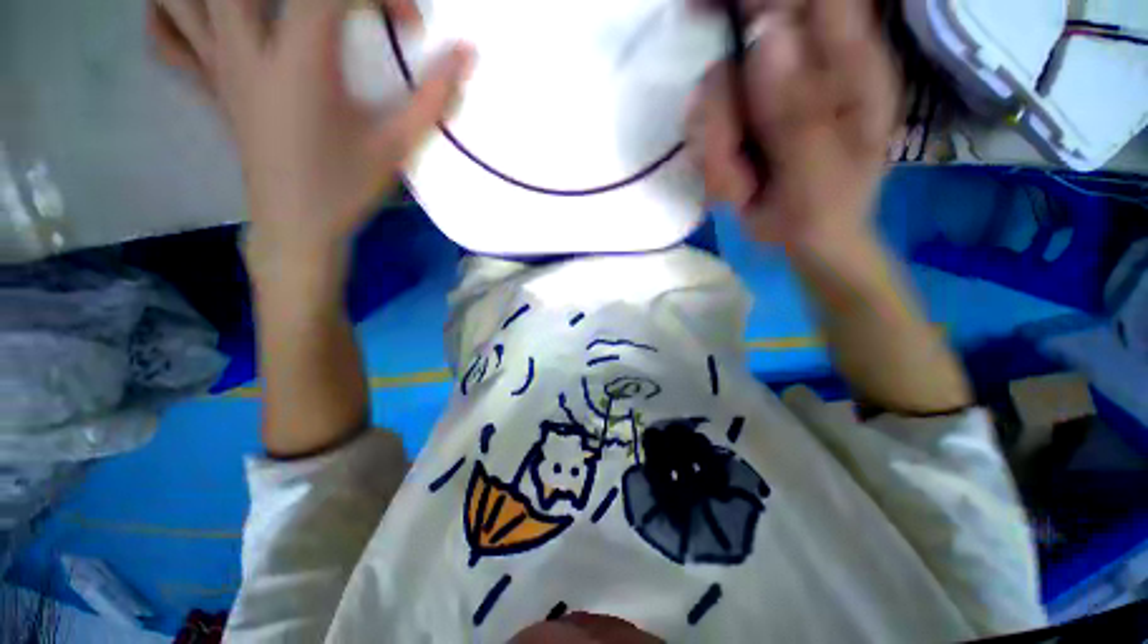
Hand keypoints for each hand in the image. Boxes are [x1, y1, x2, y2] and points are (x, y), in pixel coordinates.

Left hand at [148, 0, 473, 265]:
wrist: (297, 227)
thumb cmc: (346, 188)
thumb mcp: (396, 147)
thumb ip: (432, 98)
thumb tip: (466, 54)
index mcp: (299, 63)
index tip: (409, 23)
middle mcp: (247, 49)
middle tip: (340, 4)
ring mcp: (218, 64)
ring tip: (272, 7)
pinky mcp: (209, 84)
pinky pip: (167, 37)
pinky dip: (170, 13)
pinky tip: (201, 13)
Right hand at [687, 0, 898, 255]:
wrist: (805, 238)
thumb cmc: (825, 210)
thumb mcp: (817, 172)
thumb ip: (797, 114)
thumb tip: (767, 39)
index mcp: (847, 66)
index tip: (704, 9)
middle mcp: (803, 68)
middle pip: (743, 43)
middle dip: (721, 103)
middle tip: (728, 151)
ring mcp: (766, 94)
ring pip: (713, 92)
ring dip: (715, 146)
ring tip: (741, 185)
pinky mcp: (740, 119)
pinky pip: (703, 125)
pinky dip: (709, 158)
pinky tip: (733, 183)